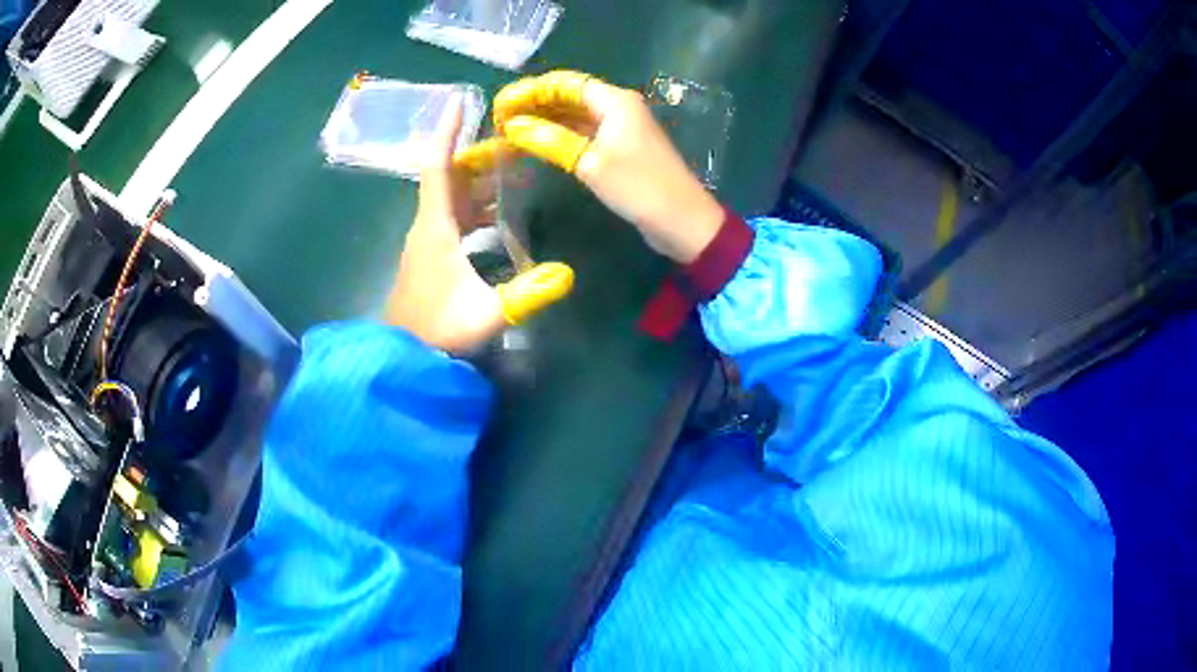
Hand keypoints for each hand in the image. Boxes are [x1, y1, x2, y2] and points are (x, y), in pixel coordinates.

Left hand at [384, 97, 505, 353]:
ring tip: (514, 174)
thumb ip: (526, 295)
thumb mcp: (485, 313)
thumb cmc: (437, 329)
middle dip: (478, 155)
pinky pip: (452, 218)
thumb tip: (567, 274)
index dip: (447, 131)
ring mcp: (427, 243)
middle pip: (449, 177)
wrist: (403, 356)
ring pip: (451, 198)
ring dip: (478, 182)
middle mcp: (428, 226)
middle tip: (513, 145)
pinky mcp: (430, 257)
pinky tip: (498, 217)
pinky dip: (474, 207)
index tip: (461, 101)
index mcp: (435, 226)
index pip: (437, 166)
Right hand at [493, 71, 723, 263]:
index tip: (501, 103)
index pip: (566, 82)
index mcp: (614, 101)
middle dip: (535, 103)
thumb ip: (551, 140)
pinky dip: (560, 136)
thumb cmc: (640, 187)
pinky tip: (537, 143)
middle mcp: (617, 107)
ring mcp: (619, 129)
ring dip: (545, 120)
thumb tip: (513, 126)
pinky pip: (583, 134)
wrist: (683, 222)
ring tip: (511, 130)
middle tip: (500, 118)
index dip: (532, 89)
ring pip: (575, 116)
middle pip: (569, 96)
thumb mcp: (591, 163)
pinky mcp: (619, 149)